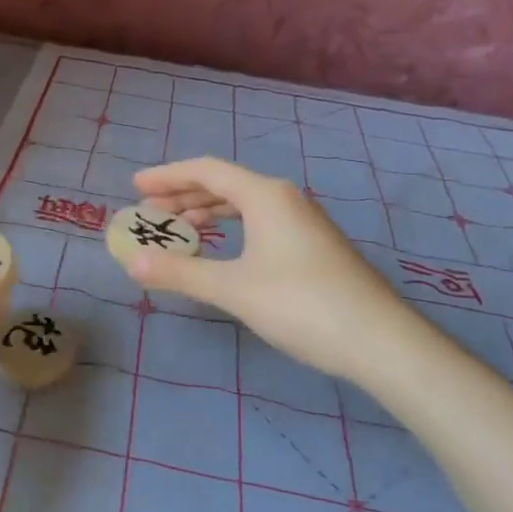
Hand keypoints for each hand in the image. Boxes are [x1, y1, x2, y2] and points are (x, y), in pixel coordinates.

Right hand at [128, 157, 412, 380]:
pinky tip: (223, 252)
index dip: (167, 175)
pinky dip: (231, 229)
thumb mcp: (233, 289)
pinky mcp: (313, 246)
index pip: (206, 171)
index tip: (135, 185)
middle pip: (224, 184)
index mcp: (265, 195)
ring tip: (179, 229)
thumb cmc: (301, 305)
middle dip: (183, 195)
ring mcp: (303, 222)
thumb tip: (132, 261)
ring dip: (207, 213)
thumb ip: (181, 272)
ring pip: (244, 205)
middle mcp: (285, 198)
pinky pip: (260, 223)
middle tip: (149, 211)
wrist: (379, 340)